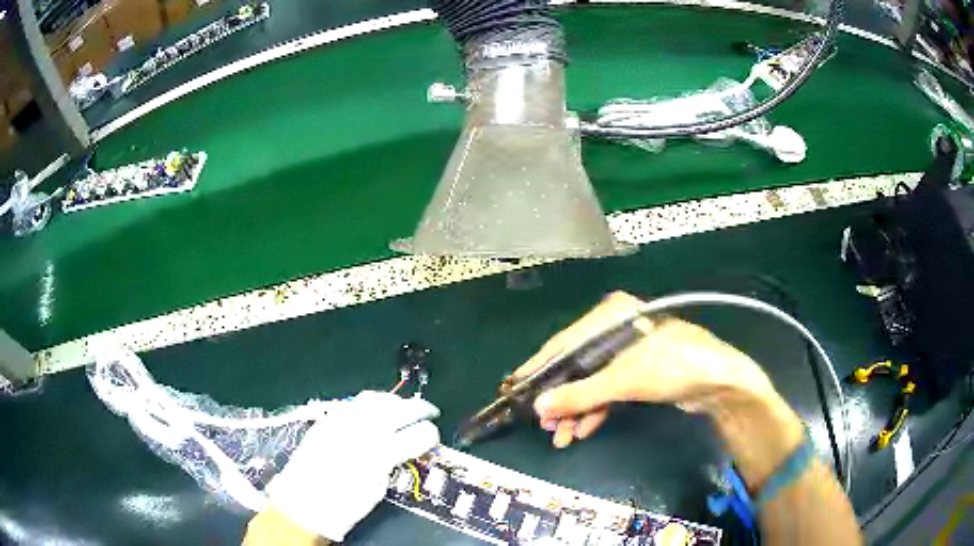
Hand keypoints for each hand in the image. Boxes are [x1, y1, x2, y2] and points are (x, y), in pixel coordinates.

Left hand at [264, 391, 439, 541]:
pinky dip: (371, 403)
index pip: (418, 433)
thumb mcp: (378, 489)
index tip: (433, 438)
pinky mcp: (328, 419)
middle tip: (429, 412)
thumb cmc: (344, 505)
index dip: (431, 434)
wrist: (302, 503)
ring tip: (402, 408)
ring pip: (376, 398)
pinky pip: (354, 402)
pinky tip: (375, 411)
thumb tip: (408, 450)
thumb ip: (395, 464)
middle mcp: (364, 430)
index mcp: (381, 454)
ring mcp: (343, 420)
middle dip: (420, 408)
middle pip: (400, 408)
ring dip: (395, 401)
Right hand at [516, 291, 777, 447]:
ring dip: (575, 410)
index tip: (515, 388)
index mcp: (610, 317)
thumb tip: (539, 407)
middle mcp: (614, 330)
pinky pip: (606, 391)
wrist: (719, 383)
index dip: (539, 369)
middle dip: (560, 399)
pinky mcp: (636, 372)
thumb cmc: (673, 366)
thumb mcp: (624, 380)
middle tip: (543, 425)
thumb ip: (580, 394)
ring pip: (590, 382)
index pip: (563, 343)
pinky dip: (594, 410)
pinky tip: (582, 430)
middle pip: (575, 366)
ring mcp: (626, 353)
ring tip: (560, 436)